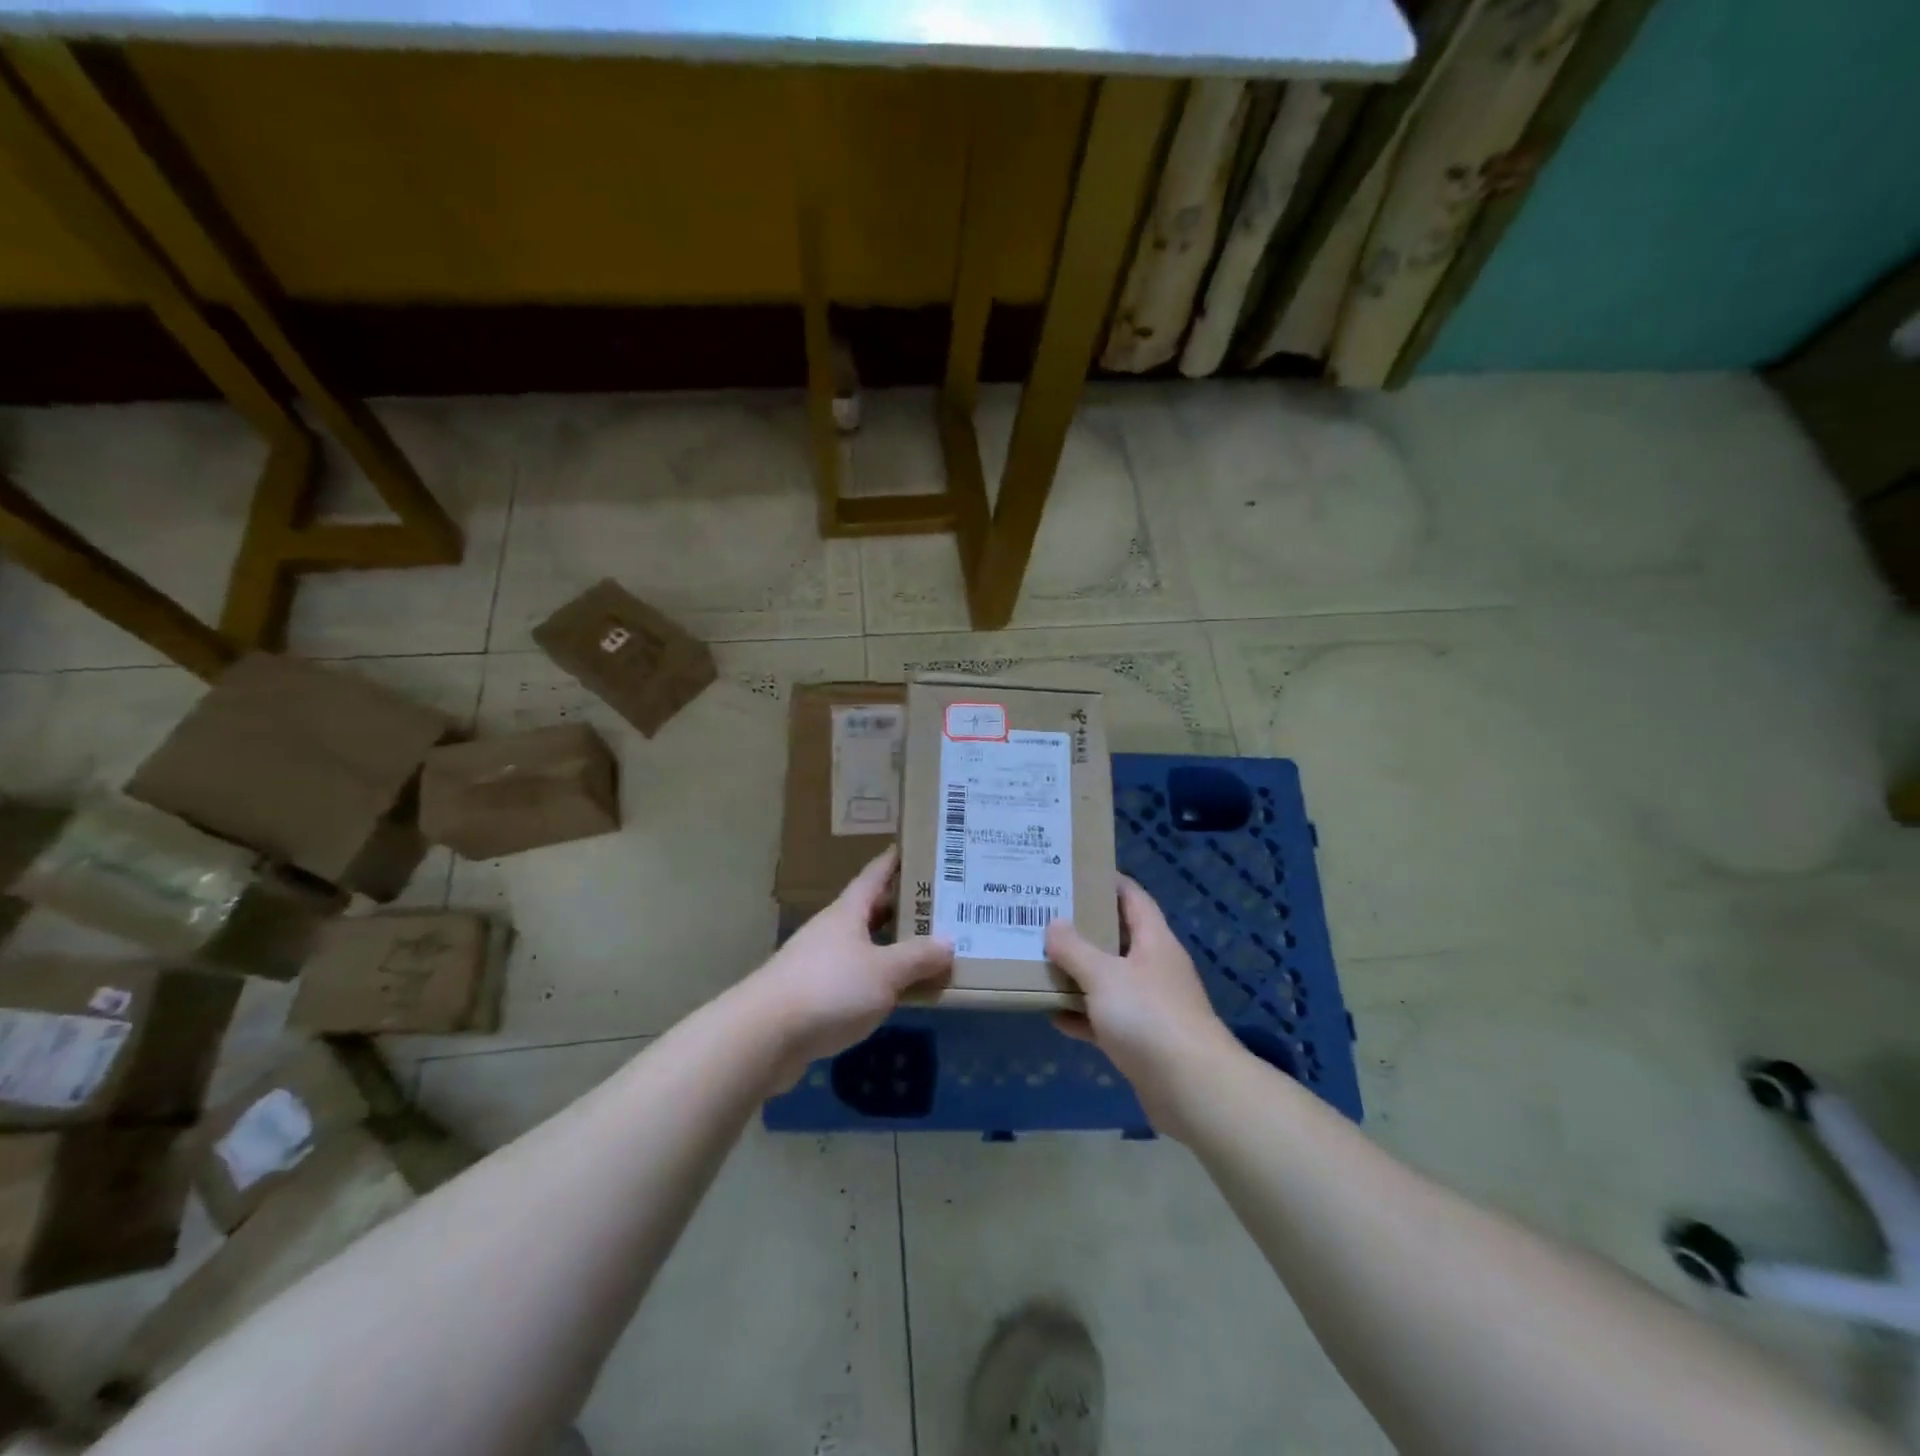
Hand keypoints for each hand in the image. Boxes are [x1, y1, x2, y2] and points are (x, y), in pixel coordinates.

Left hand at [748, 846, 952, 1088]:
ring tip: (924, 950)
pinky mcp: (811, 996)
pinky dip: (876, 980)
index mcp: (847, 913)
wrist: (763, 1035)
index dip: (895, 861)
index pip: (874, 875)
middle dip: (900, 906)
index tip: (916, 848)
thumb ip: (917, 957)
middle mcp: (831, 931)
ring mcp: (817, 963)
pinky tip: (894, 993)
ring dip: (889, 946)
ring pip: (862, 946)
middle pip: (869, 910)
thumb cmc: (829, 989)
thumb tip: (948, 941)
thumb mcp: (884, 972)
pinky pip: (853, 978)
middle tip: (937, 904)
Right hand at [1046, 876, 1240, 1138]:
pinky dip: (1082, 1015)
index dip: (1107, 881)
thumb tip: (1054, 924)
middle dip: (1083, 927)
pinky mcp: (1142, 1040)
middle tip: (1044, 915)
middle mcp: (1154, 967)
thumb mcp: (1104, 975)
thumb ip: (1075, 949)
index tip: (1073, 873)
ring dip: (1078, 973)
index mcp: (1153, 940)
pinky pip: (1105, 1018)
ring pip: (1108, 979)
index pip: (1132, 897)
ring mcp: (1150, 1004)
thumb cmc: (1149, 1016)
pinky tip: (1052, 1014)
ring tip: (1040, 959)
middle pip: (1116, 937)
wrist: (1191, 1087)